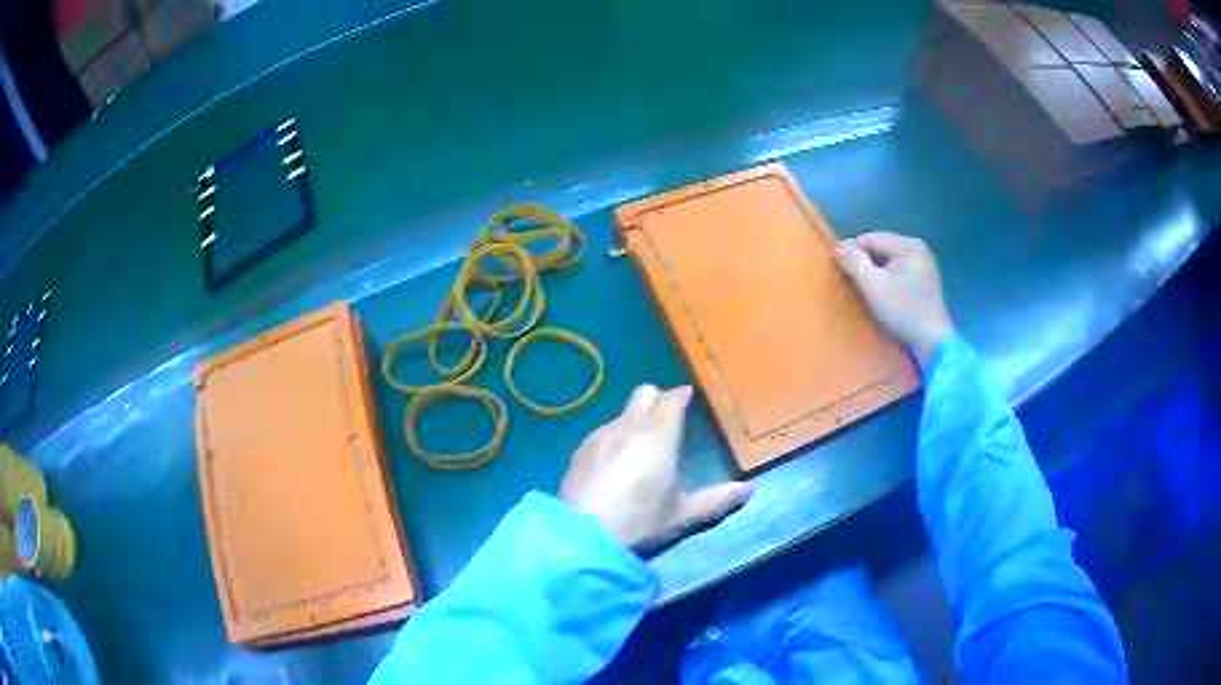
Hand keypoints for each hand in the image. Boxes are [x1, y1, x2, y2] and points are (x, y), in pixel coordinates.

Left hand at [560, 385, 753, 549]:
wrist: (581, 535)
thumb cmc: (638, 521)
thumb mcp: (681, 515)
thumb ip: (716, 500)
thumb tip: (749, 490)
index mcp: (659, 436)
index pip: (673, 399)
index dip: (682, 396)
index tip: (689, 399)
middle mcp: (628, 426)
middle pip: (644, 393)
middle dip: (658, 399)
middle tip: (668, 421)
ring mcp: (600, 435)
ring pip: (622, 412)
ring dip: (635, 419)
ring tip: (641, 447)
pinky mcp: (580, 450)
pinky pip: (603, 430)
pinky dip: (615, 437)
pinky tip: (614, 463)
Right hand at [834, 231, 954, 367]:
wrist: (933, 341)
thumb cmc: (903, 311)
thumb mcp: (873, 286)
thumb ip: (855, 263)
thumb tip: (839, 248)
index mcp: (907, 245)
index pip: (872, 238)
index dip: (851, 247)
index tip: (834, 261)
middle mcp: (918, 248)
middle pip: (883, 246)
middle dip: (863, 257)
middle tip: (845, 271)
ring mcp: (926, 263)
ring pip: (891, 258)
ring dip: (875, 266)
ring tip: (859, 280)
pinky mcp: (927, 280)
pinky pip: (901, 269)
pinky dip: (888, 274)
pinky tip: (880, 287)